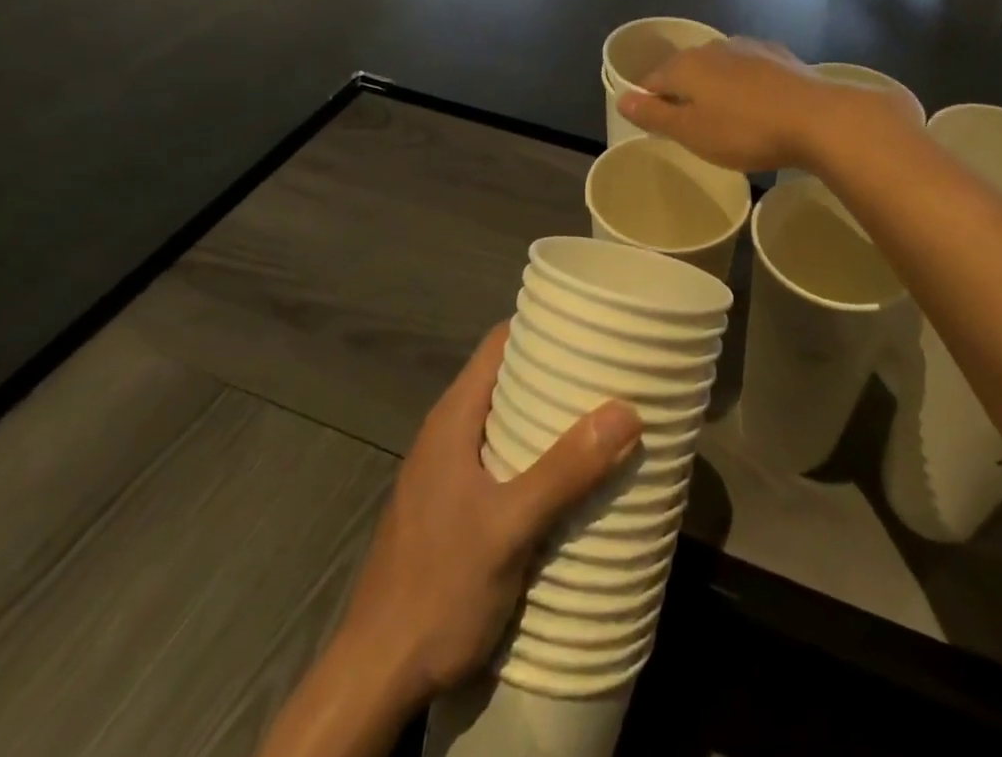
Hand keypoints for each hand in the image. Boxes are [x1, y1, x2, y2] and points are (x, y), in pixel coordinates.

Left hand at [335, 324, 642, 705]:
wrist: (375, 677)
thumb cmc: (438, 589)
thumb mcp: (509, 528)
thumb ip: (565, 470)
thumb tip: (626, 411)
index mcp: (454, 418)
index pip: (500, 343)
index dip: (543, 326)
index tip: (592, 325)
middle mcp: (448, 433)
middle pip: (507, 380)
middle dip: (556, 374)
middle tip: (611, 373)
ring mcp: (447, 472)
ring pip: (505, 422)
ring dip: (548, 417)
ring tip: (602, 417)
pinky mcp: (453, 507)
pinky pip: (501, 459)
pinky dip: (536, 453)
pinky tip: (568, 475)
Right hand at [618, 37, 906, 172]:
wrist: (817, 118)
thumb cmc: (745, 131)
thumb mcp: (692, 132)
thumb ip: (654, 115)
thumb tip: (622, 98)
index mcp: (686, 65)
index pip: (652, 81)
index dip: (649, 104)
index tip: (658, 128)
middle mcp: (713, 47)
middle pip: (685, 71)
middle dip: (683, 94)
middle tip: (692, 128)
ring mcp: (748, 47)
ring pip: (718, 68)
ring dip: (715, 88)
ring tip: (726, 118)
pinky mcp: (778, 55)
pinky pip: (748, 69)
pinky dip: (744, 84)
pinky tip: (758, 104)